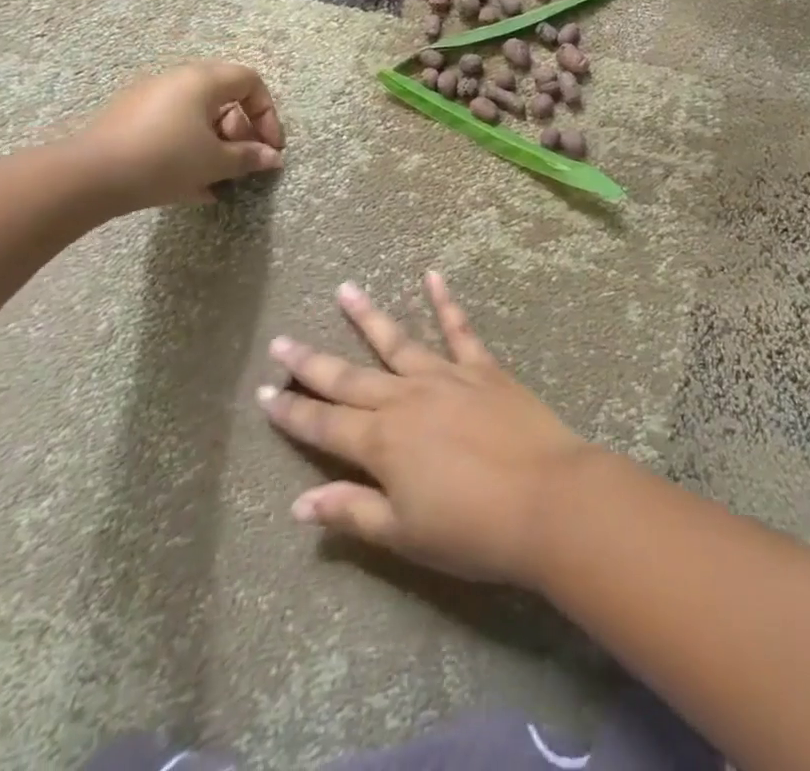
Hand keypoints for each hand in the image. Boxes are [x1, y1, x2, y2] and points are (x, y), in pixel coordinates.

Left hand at [65, 60, 284, 211]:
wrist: (88, 178)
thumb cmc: (164, 160)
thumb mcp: (215, 162)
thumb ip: (249, 157)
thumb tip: (272, 158)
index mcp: (201, 80)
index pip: (250, 81)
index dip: (267, 114)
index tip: (269, 147)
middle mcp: (175, 80)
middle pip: (223, 97)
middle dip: (240, 132)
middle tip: (241, 162)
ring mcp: (147, 98)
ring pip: (196, 116)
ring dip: (215, 144)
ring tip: (216, 180)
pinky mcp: (126, 120)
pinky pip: (171, 127)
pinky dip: (187, 148)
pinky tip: (188, 185)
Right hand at [258, 273, 595, 587]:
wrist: (546, 498)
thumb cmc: (472, 529)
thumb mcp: (403, 534)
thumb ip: (351, 511)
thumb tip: (298, 504)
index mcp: (381, 442)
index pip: (324, 424)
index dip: (291, 411)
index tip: (263, 392)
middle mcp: (406, 399)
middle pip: (349, 378)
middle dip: (312, 362)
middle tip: (282, 340)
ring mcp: (445, 376)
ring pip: (397, 341)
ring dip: (367, 316)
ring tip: (344, 289)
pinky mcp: (482, 367)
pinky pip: (459, 329)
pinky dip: (445, 301)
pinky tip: (432, 276)